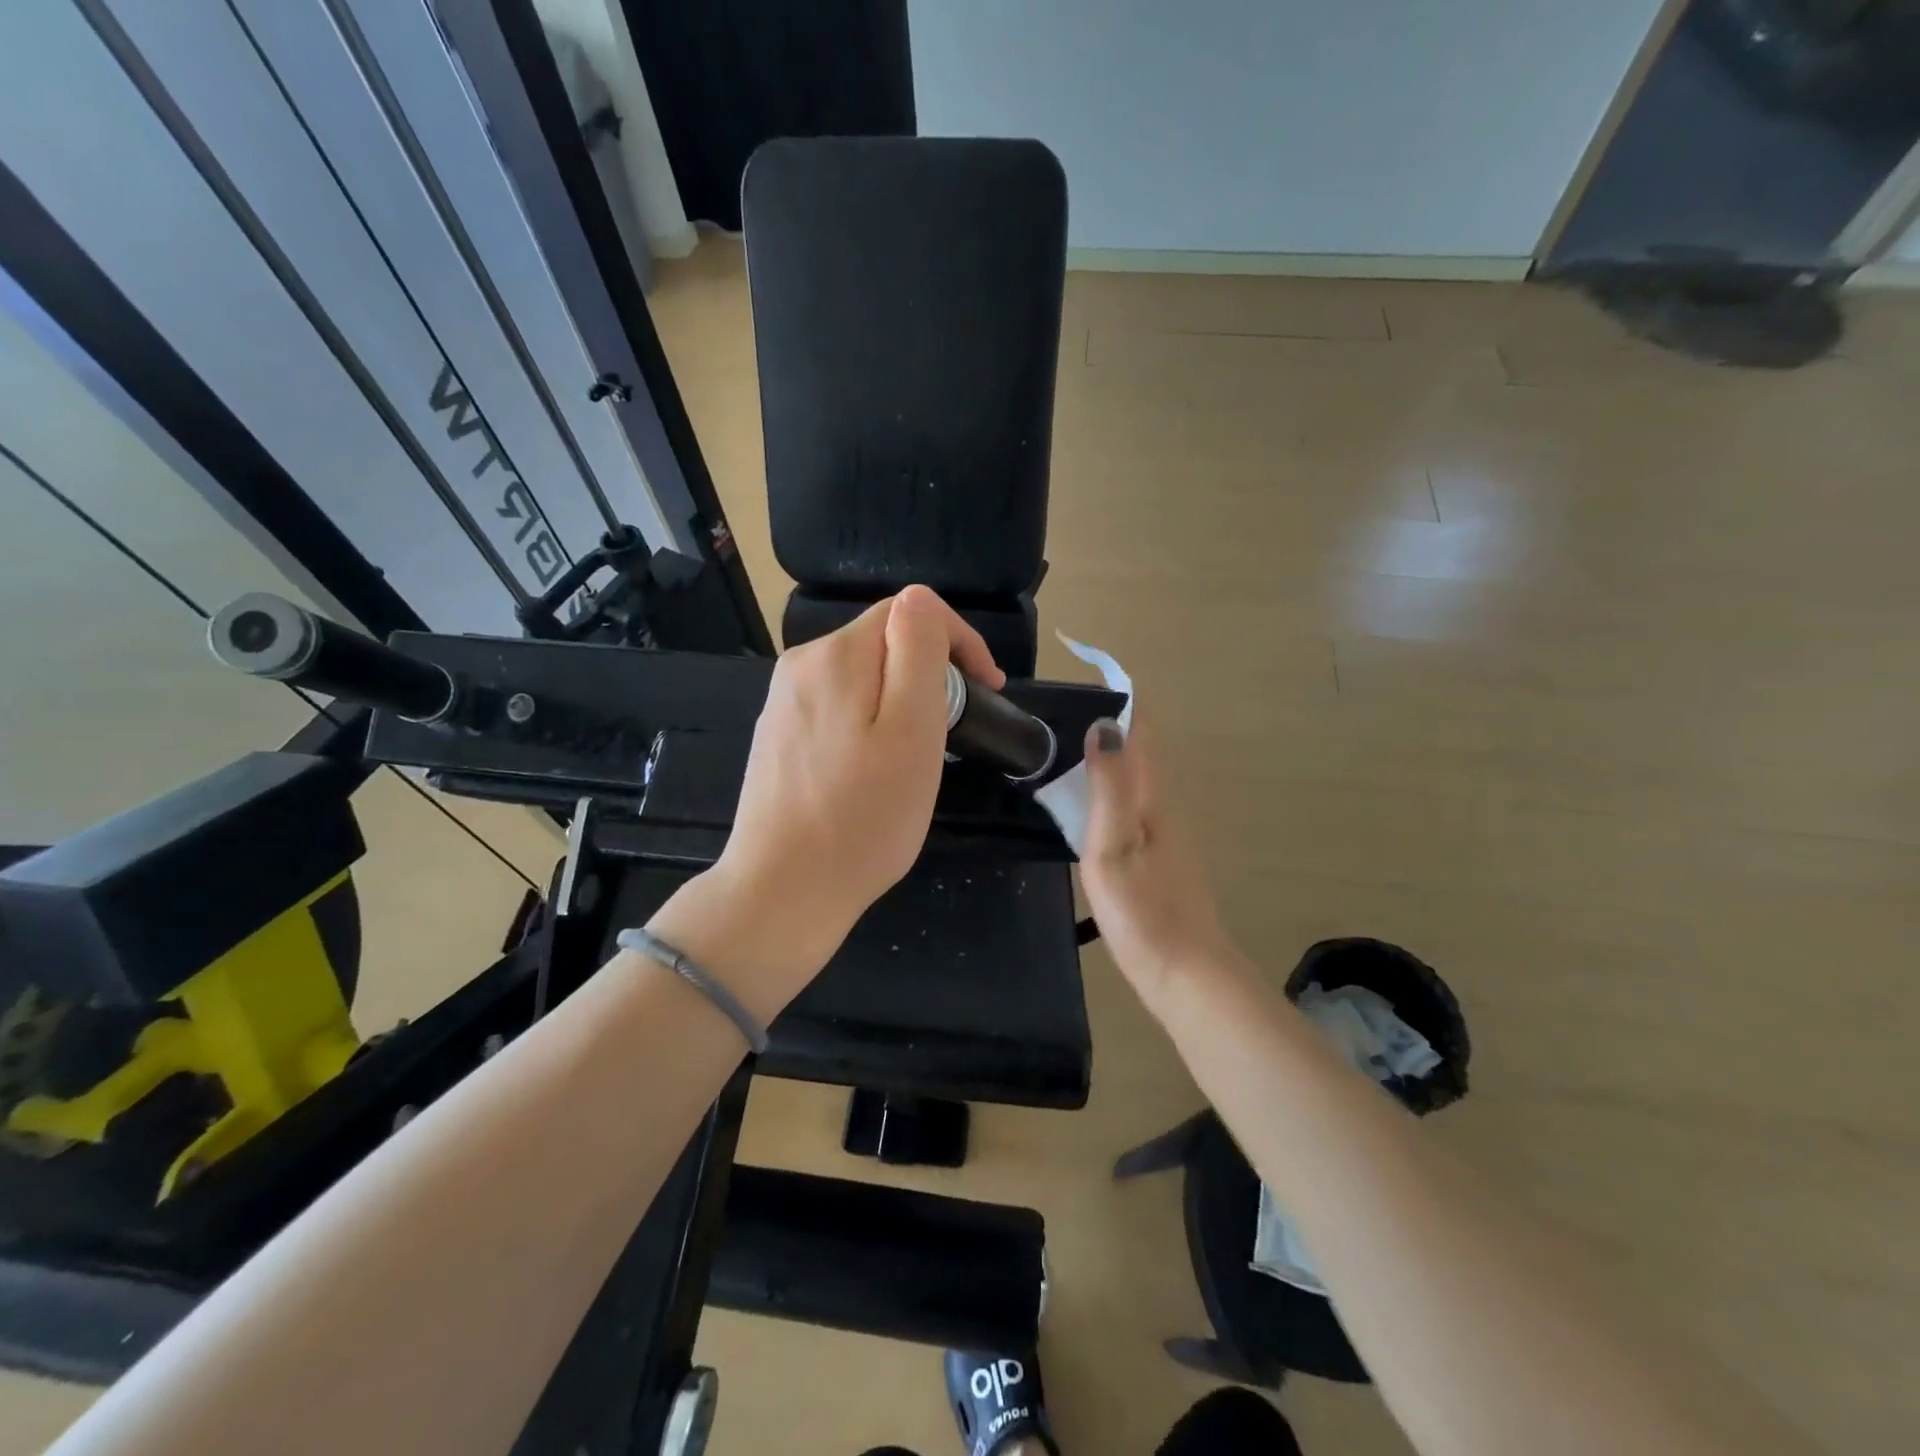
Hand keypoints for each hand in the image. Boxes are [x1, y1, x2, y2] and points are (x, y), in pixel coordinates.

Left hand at [711, 585, 1002, 973]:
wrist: (782, 891)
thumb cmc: (863, 817)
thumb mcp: (911, 729)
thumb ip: (917, 651)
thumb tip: (920, 603)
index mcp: (836, 655)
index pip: (909, 611)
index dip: (959, 641)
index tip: (988, 691)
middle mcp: (801, 665)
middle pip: (883, 641)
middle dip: (930, 672)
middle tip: (954, 731)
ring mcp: (783, 702)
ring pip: (861, 675)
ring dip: (901, 698)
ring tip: (919, 754)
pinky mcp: (778, 735)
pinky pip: (837, 706)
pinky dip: (869, 721)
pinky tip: (872, 770)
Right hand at [1077, 710, 1235, 1006]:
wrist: (1185, 974)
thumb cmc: (1143, 909)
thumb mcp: (1112, 845)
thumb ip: (1108, 786)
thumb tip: (1104, 725)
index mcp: (1154, 797)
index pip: (1143, 730)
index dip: (1124, 697)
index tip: (1091, 670)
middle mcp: (1164, 807)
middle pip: (1140, 751)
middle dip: (1110, 724)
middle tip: (1063, 712)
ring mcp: (1164, 835)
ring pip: (1134, 781)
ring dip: (1107, 759)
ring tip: (1063, 752)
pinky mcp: (1159, 859)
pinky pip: (1130, 807)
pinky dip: (1107, 792)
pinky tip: (1086, 809)